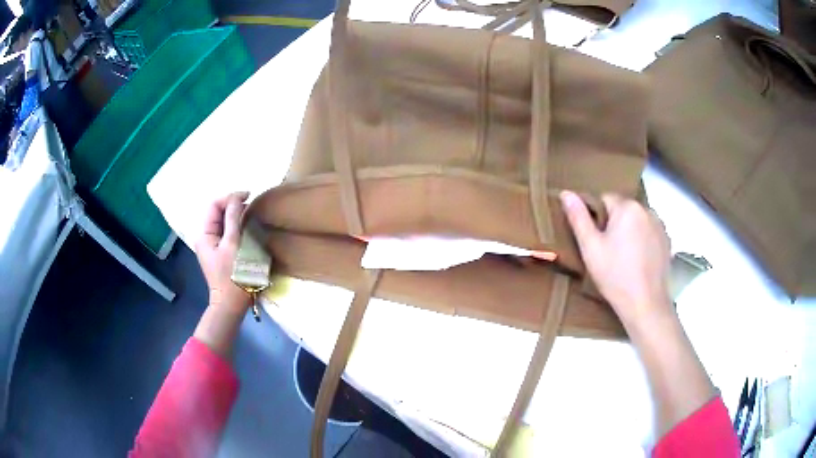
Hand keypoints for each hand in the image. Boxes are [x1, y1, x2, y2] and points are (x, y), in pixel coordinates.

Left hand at [195, 192, 251, 312]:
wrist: (232, 304)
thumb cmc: (232, 274)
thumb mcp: (233, 244)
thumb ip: (234, 219)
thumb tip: (237, 198)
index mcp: (204, 234)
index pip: (214, 205)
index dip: (230, 197)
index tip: (249, 195)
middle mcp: (206, 237)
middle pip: (218, 212)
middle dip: (234, 206)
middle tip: (253, 206)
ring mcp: (213, 246)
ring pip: (224, 222)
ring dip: (237, 216)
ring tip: (253, 216)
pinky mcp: (221, 253)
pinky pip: (228, 233)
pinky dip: (238, 227)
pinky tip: (248, 229)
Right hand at [560, 191, 671, 326]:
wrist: (645, 304)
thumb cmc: (615, 276)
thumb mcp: (590, 248)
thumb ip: (578, 218)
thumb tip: (566, 193)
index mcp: (627, 207)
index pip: (605, 199)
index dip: (597, 219)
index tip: (596, 241)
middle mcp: (647, 209)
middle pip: (623, 209)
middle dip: (614, 224)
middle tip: (608, 252)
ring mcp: (660, 225)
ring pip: (637, 221)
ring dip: (629, 231)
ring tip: (624, 259)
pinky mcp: (667, 241)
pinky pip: (649, 232)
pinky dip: (643, 241)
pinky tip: (638, 262)